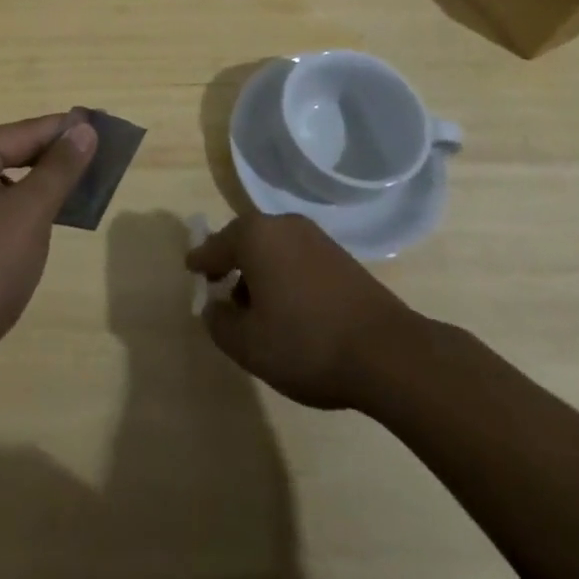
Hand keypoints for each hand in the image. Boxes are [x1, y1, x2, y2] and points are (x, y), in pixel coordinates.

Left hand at [0, 112, 97, 414]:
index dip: (66, 129)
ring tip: (81, 193)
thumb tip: (83, 128)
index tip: (104, 127)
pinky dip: (22, 217)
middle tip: (100, 161)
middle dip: (54, 158)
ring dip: (40, 189)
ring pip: (4, 187)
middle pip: (12, 154)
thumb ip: (58, 169)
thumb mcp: (28, 214)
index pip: (26, 130)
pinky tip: (43, 231)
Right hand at [187, 212, 426, 411]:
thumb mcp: (250, 345)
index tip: (190, 269)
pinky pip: (298, 259)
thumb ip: (220, 324)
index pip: (215, 246)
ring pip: (273, 250)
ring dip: (261, 273)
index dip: (201, 262)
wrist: (388, 353)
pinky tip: (292, 309)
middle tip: (222, 290)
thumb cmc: (306, 343)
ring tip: (259, 309)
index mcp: (254, 235)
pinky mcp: (341, 256)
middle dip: (232, 265)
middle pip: (245, 241)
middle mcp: (282, 225)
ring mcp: (315, 237)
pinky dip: (286, 276)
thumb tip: (214, 307)